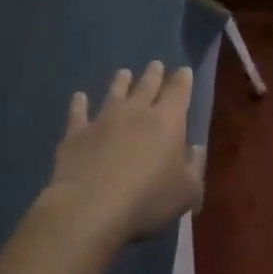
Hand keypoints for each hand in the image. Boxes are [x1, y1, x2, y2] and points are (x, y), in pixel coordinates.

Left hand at [46, 62, 205, 246]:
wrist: (90, 208)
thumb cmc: (148, 199)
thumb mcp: (187, 191)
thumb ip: (195, 167)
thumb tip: (196, 149)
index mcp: (168, 121)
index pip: (179, 92)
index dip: (183, 80)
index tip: (183, 70)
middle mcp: (136, 112)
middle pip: (146, 86)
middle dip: (153, 74)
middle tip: (155, 65)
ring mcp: (103, 120)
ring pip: (114, 93)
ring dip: (120, 82)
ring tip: (123, 73)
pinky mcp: (76, 135)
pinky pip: (78, 113)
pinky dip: (79, 104)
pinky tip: (79, 97)